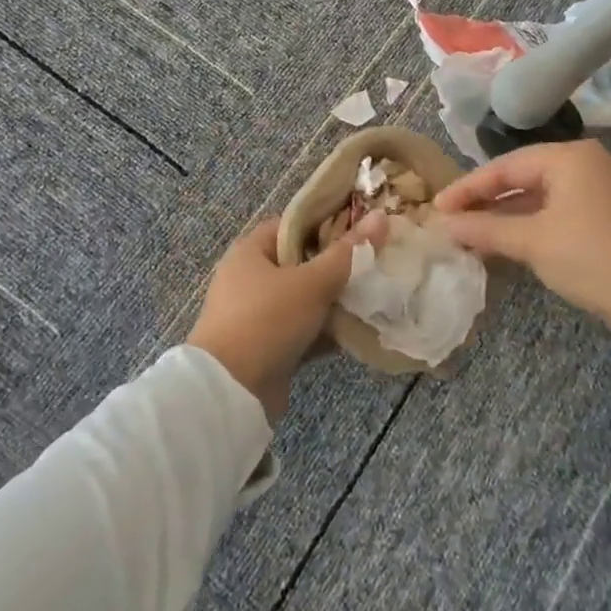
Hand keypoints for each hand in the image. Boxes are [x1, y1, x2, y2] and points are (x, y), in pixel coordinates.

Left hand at [187, 214, 383, 419]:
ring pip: (302, 299)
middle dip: (335, 266)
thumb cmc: (268, 320)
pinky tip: (355, 331)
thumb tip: (381, 216)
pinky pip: (299, 330)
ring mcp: (254, 315)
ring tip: (371, 296)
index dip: (326, 223)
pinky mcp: (264, 347)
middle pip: (300, 262)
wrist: (229, 393)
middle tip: (371, 264)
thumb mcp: (312, 282)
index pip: (292, 224)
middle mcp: (248, 279)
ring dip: (332, 301)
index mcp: (250, 252)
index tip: (360, 230)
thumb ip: (348, 252)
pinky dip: (323, 330)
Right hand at [434, 140, 610, 371]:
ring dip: (503, 216)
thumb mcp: (533, 242)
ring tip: (467, 234)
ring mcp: (594, 191)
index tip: (436, 208)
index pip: (504, 166)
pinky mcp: (600, 217)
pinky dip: (526, 226)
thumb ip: (485, 229)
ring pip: (535, 197)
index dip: (468, 188)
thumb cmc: (592, 258)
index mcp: (568, 158)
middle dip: (484, 201)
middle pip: (520, 177)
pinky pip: (552, 213)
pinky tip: (500, 243)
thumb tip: (443, 224)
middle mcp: (582, 165)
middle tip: (448, 220)